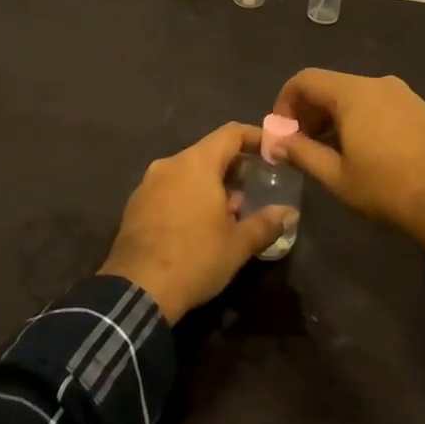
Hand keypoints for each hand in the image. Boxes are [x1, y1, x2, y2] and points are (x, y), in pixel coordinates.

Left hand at [99, 122, 296, 322]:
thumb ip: (266, 223)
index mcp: (197, 163)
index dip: (255, 137)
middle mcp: (170, 163)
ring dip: (210, 185)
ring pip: (187, 172)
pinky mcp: (135, 204)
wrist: (137, 289)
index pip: (231, 134)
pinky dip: (187, 197)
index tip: (272, 150)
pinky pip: (168, 189)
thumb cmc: (194, 258)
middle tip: (254, 187)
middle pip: (208, 152)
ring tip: (228, 212)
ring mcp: (148, 183)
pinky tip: (197, 226)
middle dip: (233, 167)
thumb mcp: (238, 244)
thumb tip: (290, 213)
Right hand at [273, 70, 424, 245]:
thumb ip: (302, 153)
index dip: (285, 102)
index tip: (282, 132)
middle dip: (309, 112)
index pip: (306, 80)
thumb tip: (276, 142)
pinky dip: (359, 118)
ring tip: (330, 152)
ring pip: (354, 95)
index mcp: (352, 93)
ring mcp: (402, 93)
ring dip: (334, 117)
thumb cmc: (387, 187)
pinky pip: (377, 103)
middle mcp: (376, 83)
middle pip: (330, 86)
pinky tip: (362, 150)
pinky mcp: (419, 108)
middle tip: (302, 146)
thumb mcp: (337, 176)